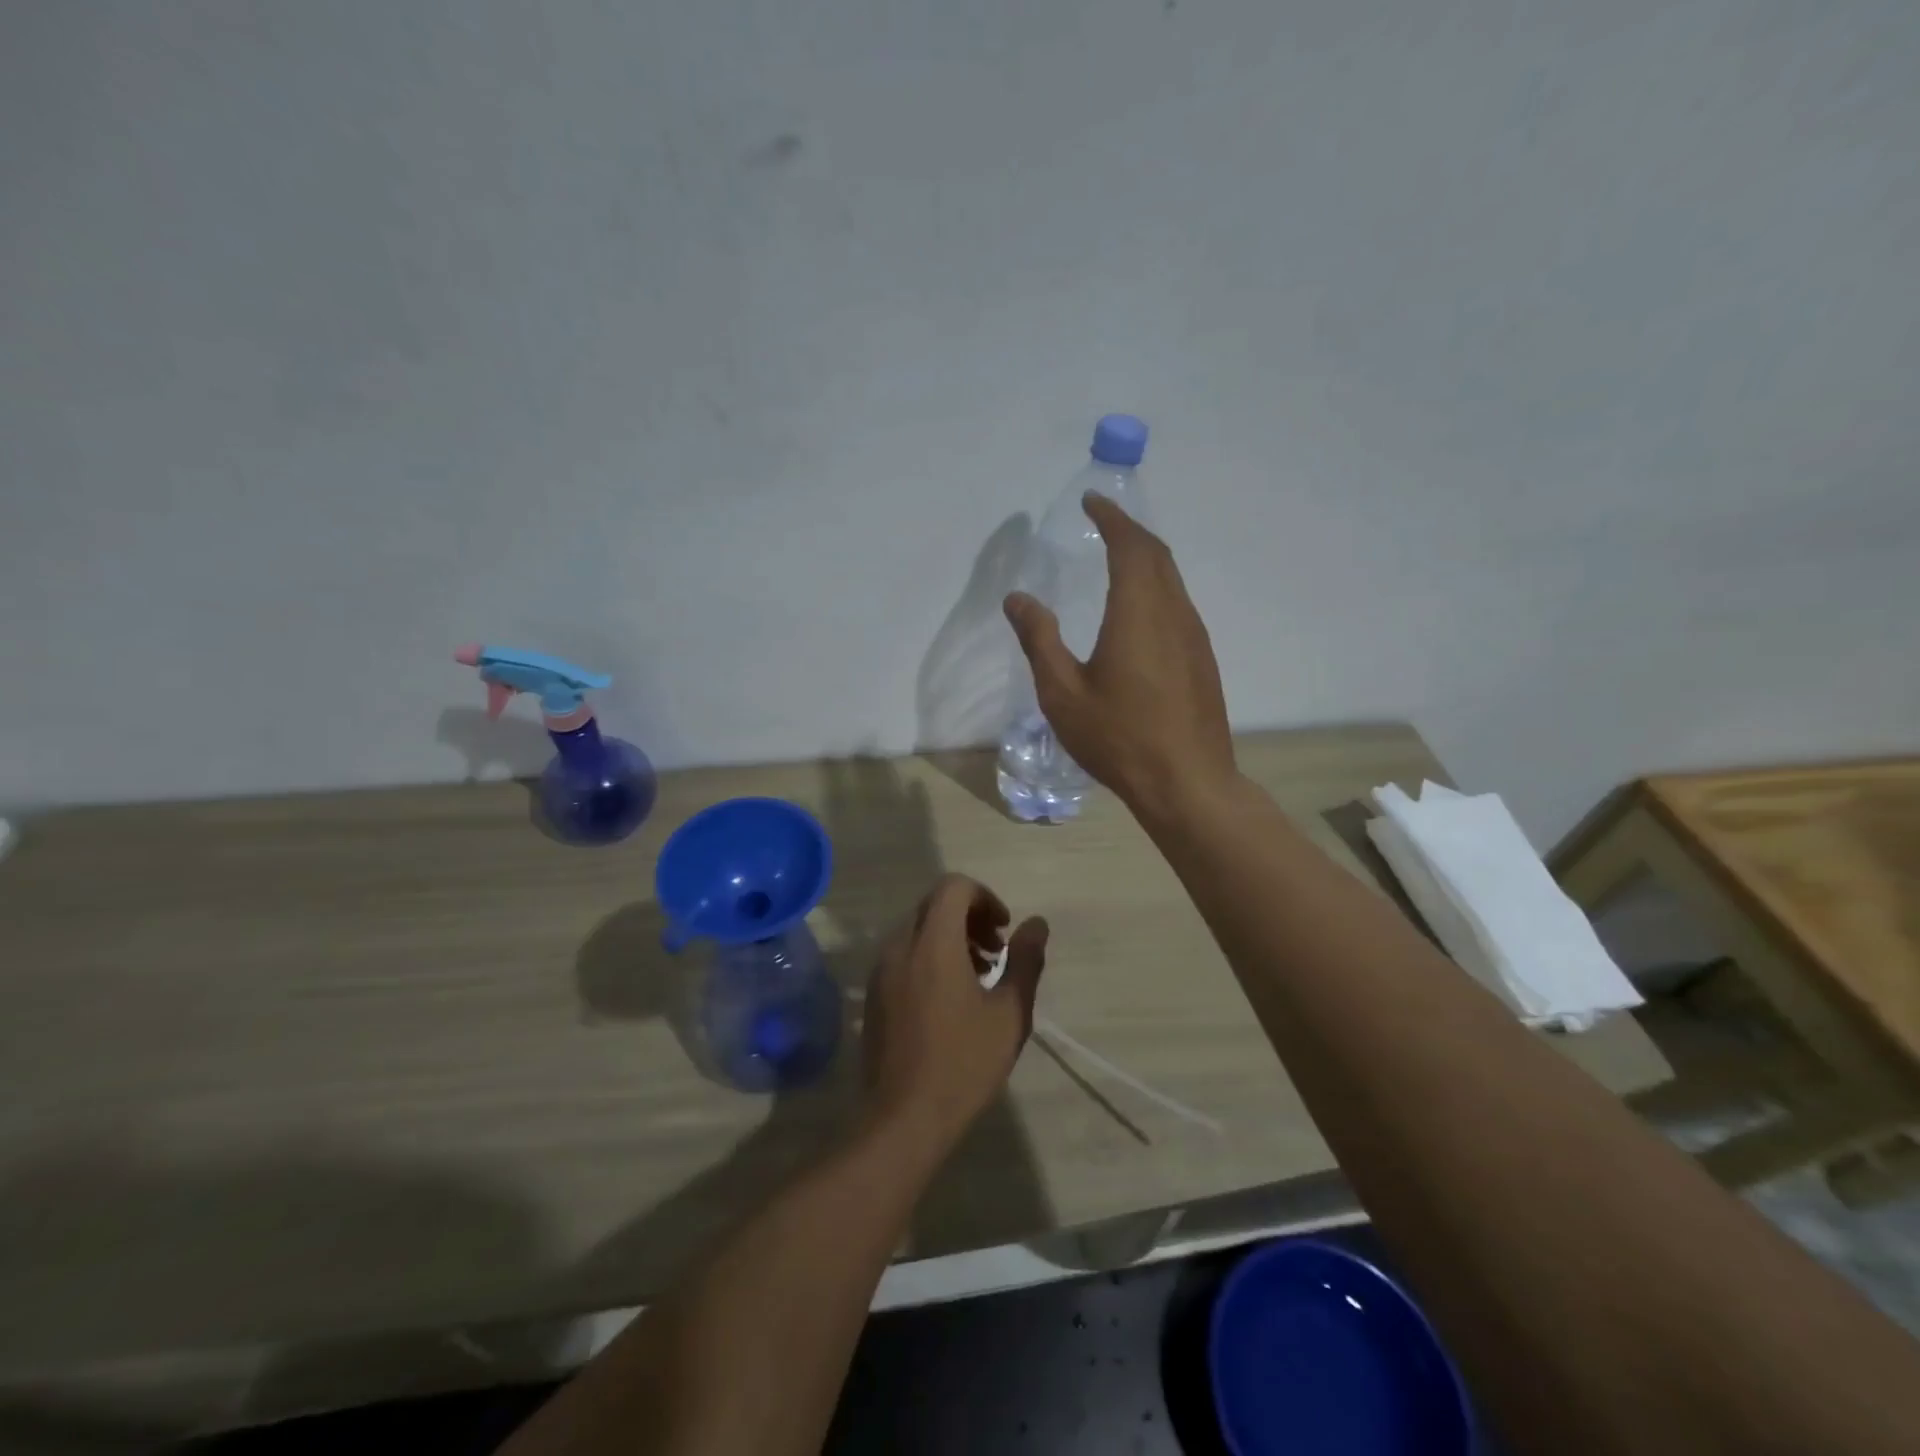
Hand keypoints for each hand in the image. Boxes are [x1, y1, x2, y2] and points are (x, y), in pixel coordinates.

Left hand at [861, 875, 1048, 1147]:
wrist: (903, 1119)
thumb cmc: (963, 1063)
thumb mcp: (1009, 1013)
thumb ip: (1025, 960)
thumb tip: (1036, 924)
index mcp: (933, 943)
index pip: (954, 887)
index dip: (985, 898)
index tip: (1004, 931)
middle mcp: (900, 946)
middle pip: (935, 905)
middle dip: (970, 917)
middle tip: (996, 952)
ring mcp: (881, 971)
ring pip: (918, 930)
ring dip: (950, 937)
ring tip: (978, 977)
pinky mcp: (873, 994)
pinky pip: (904, 955)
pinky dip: (929, 957)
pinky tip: (949, 998)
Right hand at [1003, 493, 1236, 818]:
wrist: (1186, 781)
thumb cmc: (1118, 737)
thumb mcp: (1062, 693)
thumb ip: (1039, 640)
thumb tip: (1018, 598)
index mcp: (1139, 612)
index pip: (1130, 546)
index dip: (1111, 519)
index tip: (1091, 503)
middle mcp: (1173, 613)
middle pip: (1157, 555)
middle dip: (1130, 531)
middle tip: (1103, 524)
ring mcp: (1194, 636)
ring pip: (1172, 579)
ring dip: (1147, 558)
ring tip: (1118, 558)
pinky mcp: (1202, 658)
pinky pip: (1179, 603)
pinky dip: (1157, 586)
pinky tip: (1139, 609)